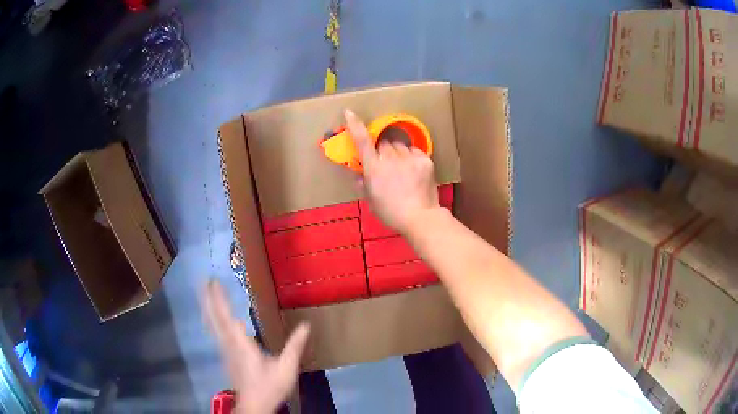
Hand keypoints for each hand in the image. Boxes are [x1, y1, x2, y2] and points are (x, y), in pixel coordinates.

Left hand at [202, 280, 309, 413]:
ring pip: (213, 325)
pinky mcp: (225, 356)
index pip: (227, 318)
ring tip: (206, 293)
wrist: (254, 406)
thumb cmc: (269, 387)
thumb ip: (295, 347)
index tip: (214, 282)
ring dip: (208, 308)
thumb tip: (306, 325)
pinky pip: (216, 332)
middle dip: (209, 299)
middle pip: (214, 319)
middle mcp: (229, 344)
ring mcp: (225, 351)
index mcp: (242, 345)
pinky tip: (213, 318)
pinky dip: (213, 320)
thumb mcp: (287, 368)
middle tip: (204, 280)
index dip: (219, 300)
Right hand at [344, 109, 439, 233]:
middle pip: (384, 142)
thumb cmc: (391, 212)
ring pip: (399, 145)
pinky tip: (413, 170)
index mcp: (374, 168)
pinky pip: (414, 151)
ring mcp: (409, 157)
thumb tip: (360, 175)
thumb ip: (364, 184)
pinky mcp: (425, 159)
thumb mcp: (371, 200)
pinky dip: (412, 157)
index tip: (350, 113)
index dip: (355, 125)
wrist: (420, 217)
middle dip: (382, 149)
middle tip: (385, 162)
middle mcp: (390, 158)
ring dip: (397, 152)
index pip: (363, 141)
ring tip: (402, 167)